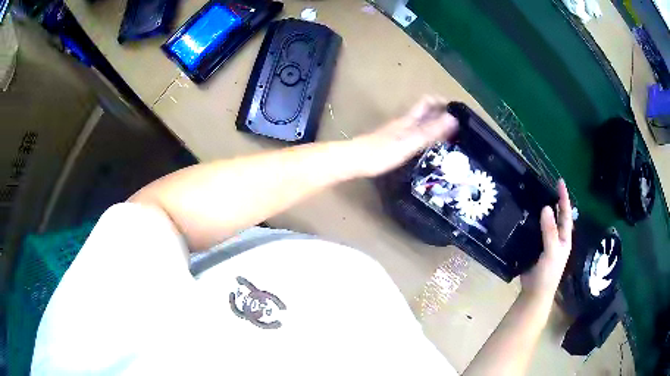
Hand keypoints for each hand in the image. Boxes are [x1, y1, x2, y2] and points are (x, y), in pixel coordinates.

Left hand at [352, 96, 457, 176]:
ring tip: (447, 134)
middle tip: (456, 124)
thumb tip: (452, 119)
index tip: (457, 109)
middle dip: (440, 113)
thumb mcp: (410, 142)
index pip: (427, 102)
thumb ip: (431, 131)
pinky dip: (424, 134)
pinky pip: (412, 132)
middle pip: (424, 111)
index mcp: (409, 120)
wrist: (355, 160)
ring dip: (433, 123)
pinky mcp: (391, 141)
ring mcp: (396, 131)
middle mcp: (403, 122)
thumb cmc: (382, 152)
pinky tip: (425, 145)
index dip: (441, 101)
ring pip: (418, 122)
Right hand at [520, 180, 573, 299]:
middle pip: (557, 216)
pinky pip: (534, 231)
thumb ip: (550, 231)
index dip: (564, 198)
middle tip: (546, 185)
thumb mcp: (551, 252)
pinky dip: (532, 222)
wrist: (535, 293)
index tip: (560, 181)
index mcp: (564, 238)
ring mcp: (546, 243)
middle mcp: (557, 238)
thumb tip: (546, 207)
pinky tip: (525, 216)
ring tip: (535, 196)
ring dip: (542, 210)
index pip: (566, 214)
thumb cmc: (548, 274)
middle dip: (555, 201)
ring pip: (545, 223)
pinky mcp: (535, 248)